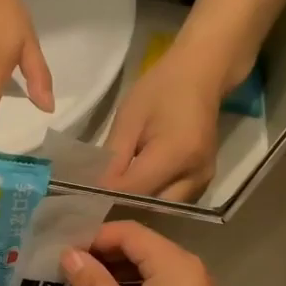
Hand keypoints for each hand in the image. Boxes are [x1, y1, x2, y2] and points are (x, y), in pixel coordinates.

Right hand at [59, 222, 249, 285]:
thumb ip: (93, 281)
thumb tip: (69, 254)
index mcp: (175, 263)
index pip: (129, 232)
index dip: (94, 237)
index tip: (62, 253)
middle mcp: (189, 269)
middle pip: (140, 246)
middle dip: (102, 254)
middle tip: (65, 268)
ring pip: (148, 268)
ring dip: (115, 273)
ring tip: (79, 285)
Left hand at [105, 48, 223, 200]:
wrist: (201, 75)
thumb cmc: (161, 89)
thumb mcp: (129, 118)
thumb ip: (113, 157)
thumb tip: (95, 189)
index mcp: (177, 154)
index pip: (134, 190)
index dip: (107, 196)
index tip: (81, 197)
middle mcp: (196, 175)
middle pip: (151, 207)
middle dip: (122, 207)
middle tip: (94, 201)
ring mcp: (204, 181)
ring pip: (163, 209)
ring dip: (136, 207)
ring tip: (110, 197)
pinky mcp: (204, 182)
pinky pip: (173, 201)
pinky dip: (151, 200)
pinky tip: (132, 191)